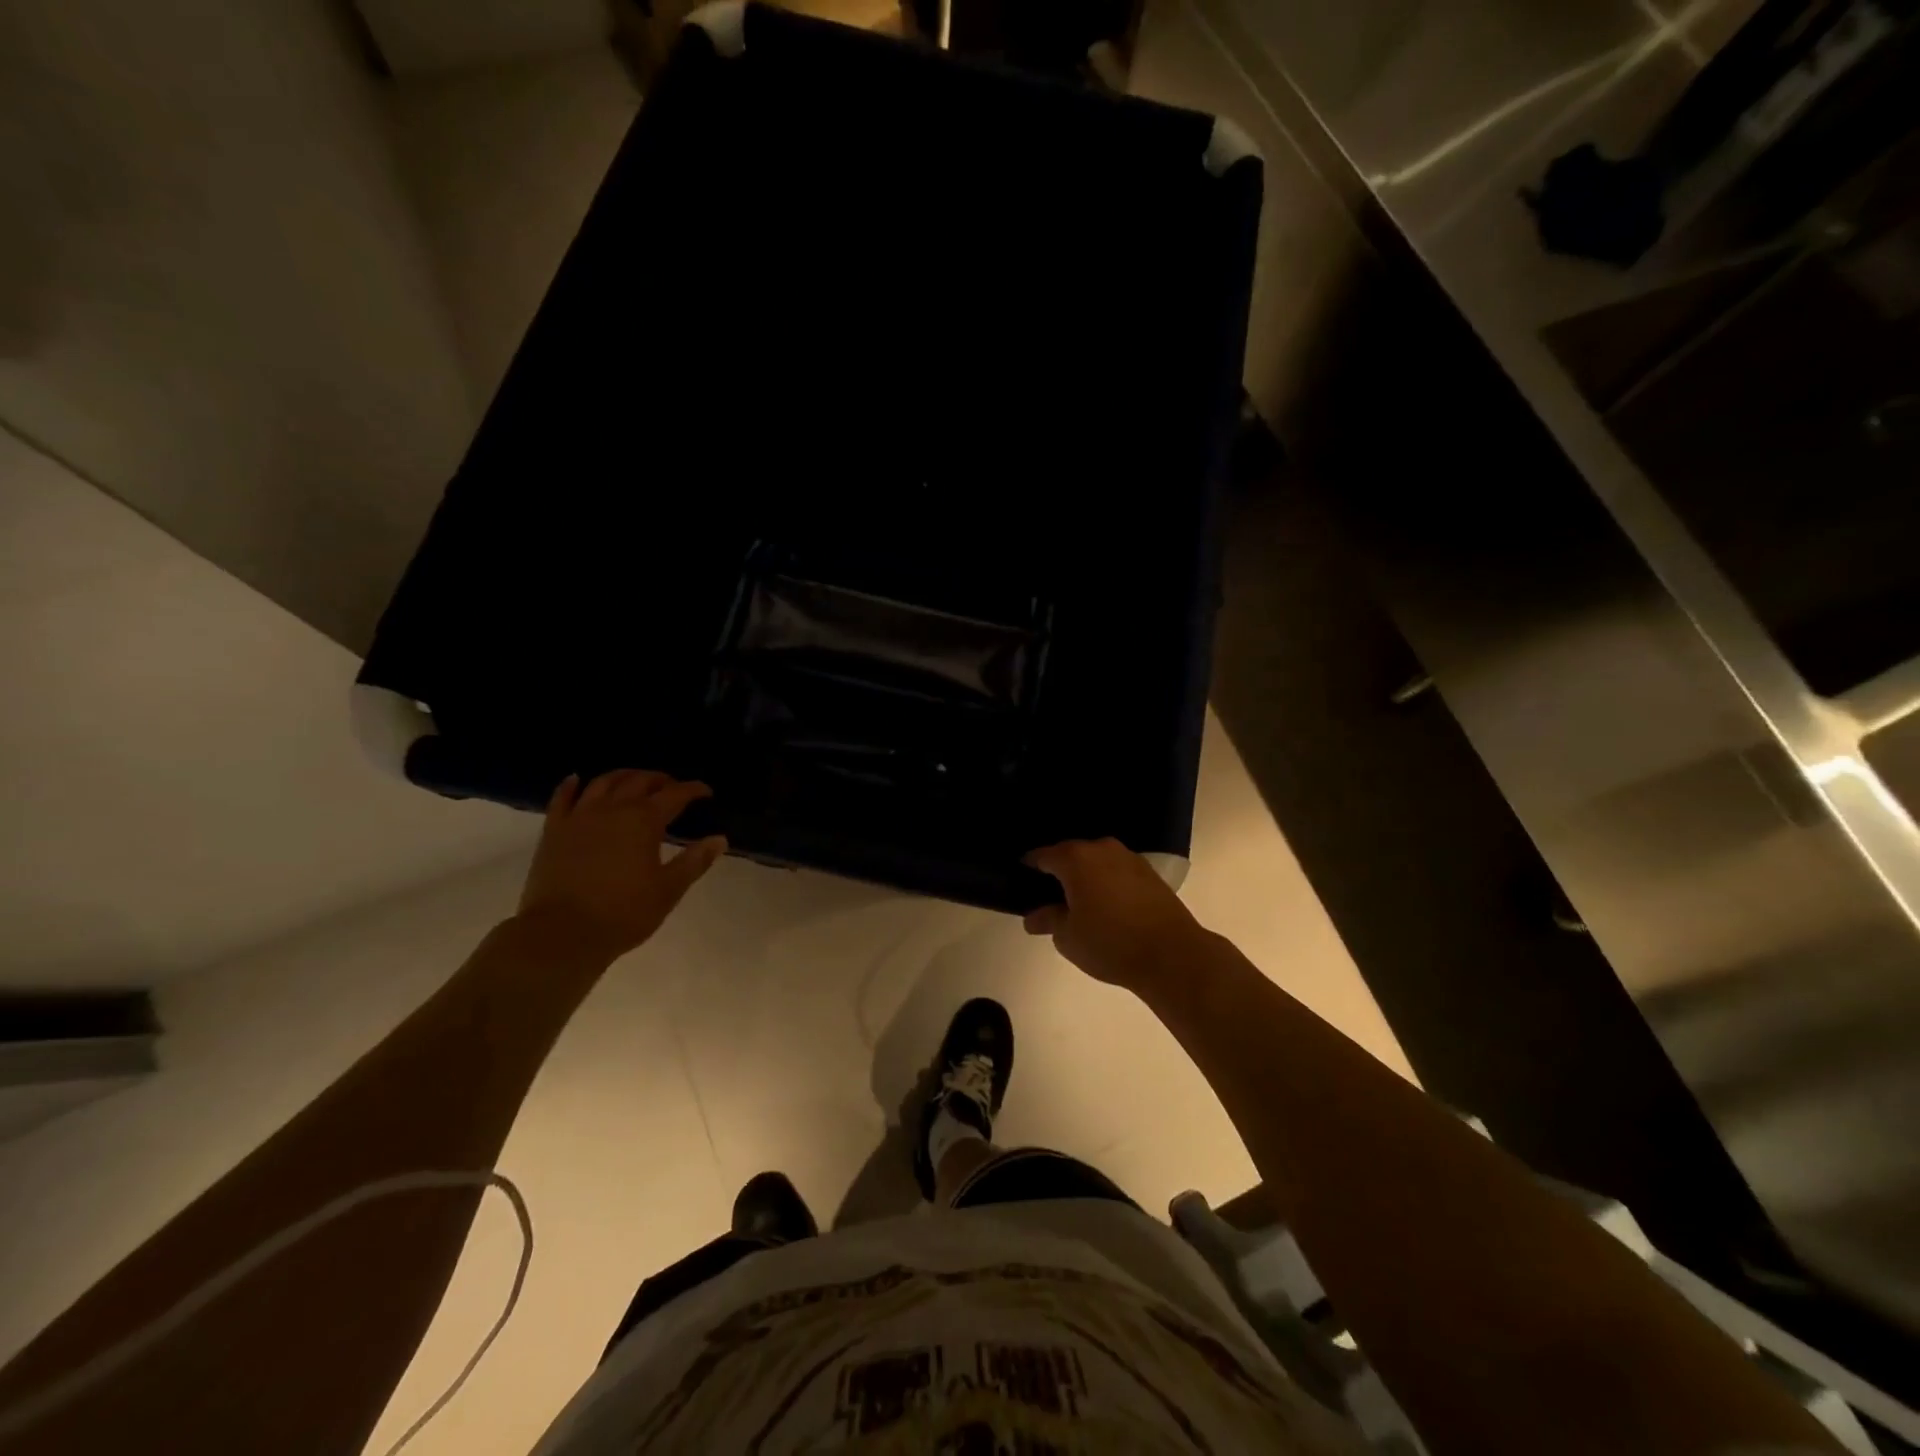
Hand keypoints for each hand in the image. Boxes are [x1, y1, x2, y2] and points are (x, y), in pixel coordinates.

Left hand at [516, 771, 727, 960]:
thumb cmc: (623, 913)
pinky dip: (571, 785)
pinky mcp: (554, 830)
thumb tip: (719, 839)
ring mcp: (580, 816)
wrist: (561, 933)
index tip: (706, 792)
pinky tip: (576, 780)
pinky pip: (562, 798)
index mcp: (644, 820)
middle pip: (640, 781)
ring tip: (634, 779)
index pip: (675, 794)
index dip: (693, 790)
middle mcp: (613, 809)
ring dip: (623, 776)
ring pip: (603, 782)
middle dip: (660, 779)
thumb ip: (695, 861)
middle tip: (672, 786)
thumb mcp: (668, 890)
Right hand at [1022, 838, 1205, 989]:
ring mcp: (1129, 858)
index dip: (1029, 869)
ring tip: (1079, 904)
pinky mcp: (1149, 873)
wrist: (1171, 954)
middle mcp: (1101, 849)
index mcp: (1075, 858)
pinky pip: (1116, 871)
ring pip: (1096, 862)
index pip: (1042, 856)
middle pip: (1071, 855)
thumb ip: (1047, 920)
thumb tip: (1032, 917)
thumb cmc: (1110, 943)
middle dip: (1059, 873)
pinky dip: (1107, 883)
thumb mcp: (1068, 937)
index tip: (1022, 884)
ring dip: (1086, 877)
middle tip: (1049, 899)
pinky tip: (1106, 906)